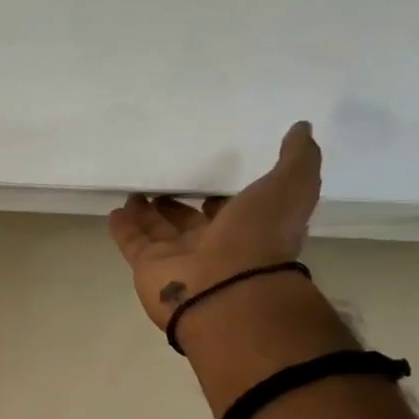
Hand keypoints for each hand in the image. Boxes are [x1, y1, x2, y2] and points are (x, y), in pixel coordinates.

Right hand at [107, 121, 321, 330]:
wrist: (226, 290)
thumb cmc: (259, 238)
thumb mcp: (290, 187)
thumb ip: (297, 159)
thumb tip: (302, 128)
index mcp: (247, 229)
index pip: (230, 210)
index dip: (221, 196)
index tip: (209, 180)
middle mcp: (212, 245)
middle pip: (189, 221)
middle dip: (176, 205)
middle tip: (162, 183)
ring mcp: (178, 258)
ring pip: (158, 230)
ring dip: (147, 213)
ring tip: (134, 191)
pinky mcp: (148, 266)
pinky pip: (133, 242)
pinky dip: (124, 227)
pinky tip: (115, 209)